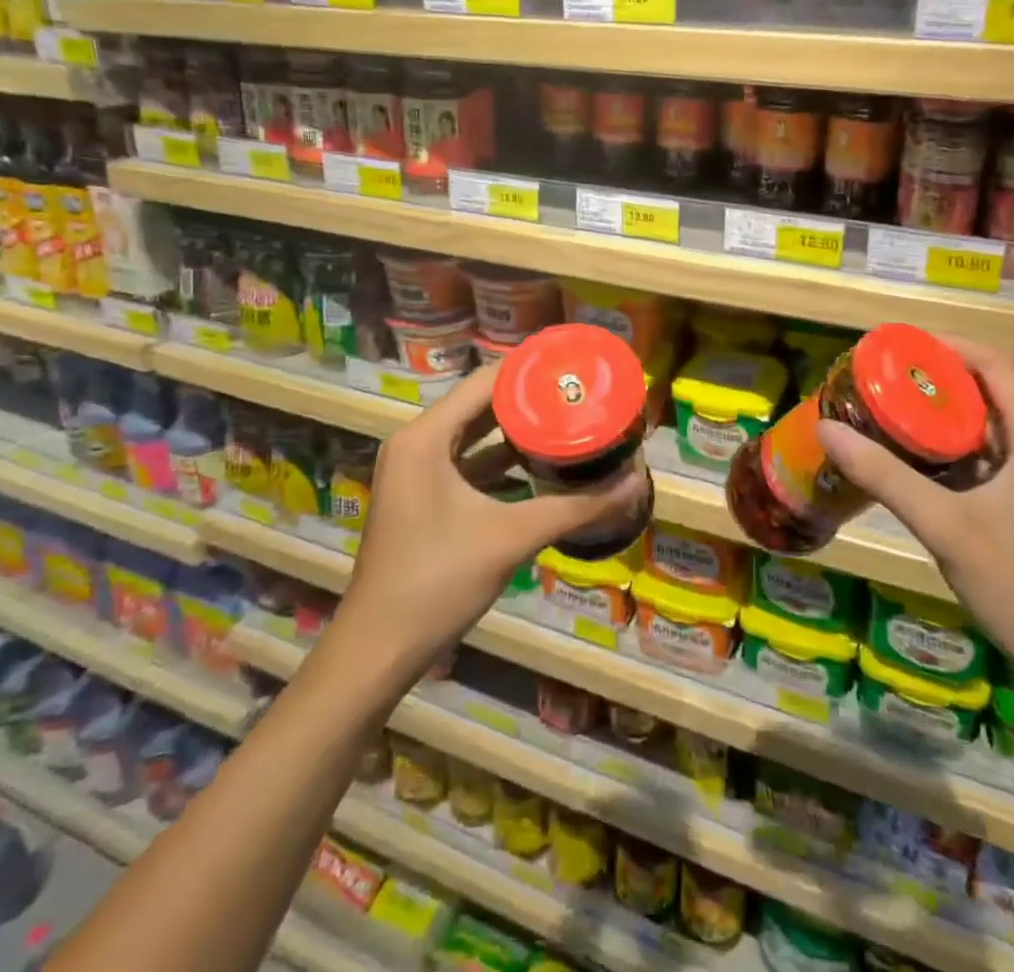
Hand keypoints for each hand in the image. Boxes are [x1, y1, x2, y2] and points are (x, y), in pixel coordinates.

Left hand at [332, 362, 647, 677]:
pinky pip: (467, 464)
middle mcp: (416, 444)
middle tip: (578, 391)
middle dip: (529, 399)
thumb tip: (635, 485)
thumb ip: (576, 508)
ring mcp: (415, 472)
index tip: (573, 364)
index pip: (485, 382)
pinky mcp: (422, 498)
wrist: (378, 650)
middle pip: (480, 405)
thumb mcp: (512, 537)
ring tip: (567, 419)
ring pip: (474, 435)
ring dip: (516, 430)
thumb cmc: (438, 580)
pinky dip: (501, 461)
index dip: (530, 369)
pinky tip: (540, 465)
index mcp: (426, 437)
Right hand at [815, 341, 1013, 696]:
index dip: (949, 346)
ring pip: (999, 426)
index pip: (997, 364)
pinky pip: (1003, 457)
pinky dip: (965, 449)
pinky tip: (929, 467)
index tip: (899, 349)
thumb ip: (885, 475)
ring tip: (899, 415)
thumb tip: (828, 430)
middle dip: (942, 379)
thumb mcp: (945, 527)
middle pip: (997, 391)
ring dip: (952, 415)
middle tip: (888, 382)